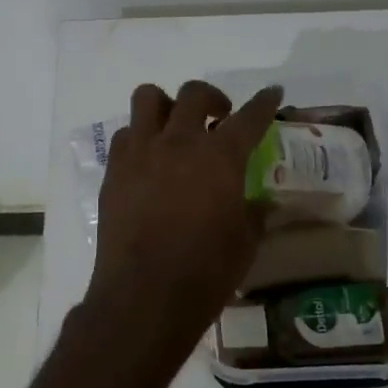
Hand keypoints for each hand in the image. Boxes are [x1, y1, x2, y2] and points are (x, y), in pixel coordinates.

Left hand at [85, 81, 283, 345]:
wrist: (144, 295)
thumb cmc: (205, 272)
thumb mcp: (245, 244)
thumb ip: (255, 215)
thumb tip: (262, 204)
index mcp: (220, 157)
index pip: (249, 118)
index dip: (264, 103)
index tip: (272, 92)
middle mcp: (179, 143)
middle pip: (194, 95)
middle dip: (212, 98)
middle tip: (219, 117)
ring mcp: (140, 153)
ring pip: (148, 99)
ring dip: (166, 106)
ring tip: (175, 128)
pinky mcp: (114, 172)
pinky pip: (125, 135)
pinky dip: (140, 138)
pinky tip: (148, 161)